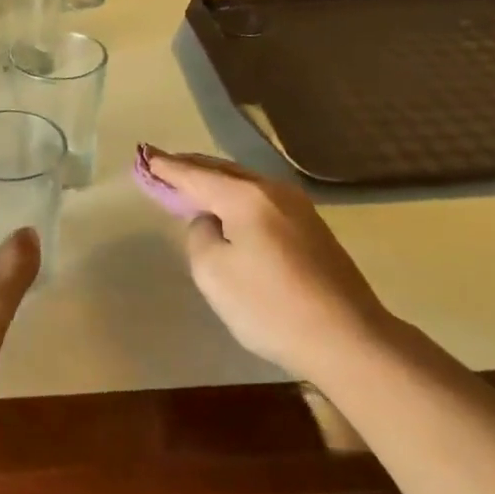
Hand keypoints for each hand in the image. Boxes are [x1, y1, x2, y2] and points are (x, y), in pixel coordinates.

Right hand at [146, 149, 390, 376]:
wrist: (349, 339)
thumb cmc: (271, 306)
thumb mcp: (213, 273)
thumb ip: (200, 236)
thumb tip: (211, 223)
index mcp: (246, 197)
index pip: (195, 175)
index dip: (167, 167)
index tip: (145, 154)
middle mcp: (274, 192)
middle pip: (224, 172)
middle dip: (192, 167)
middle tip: (164, 164)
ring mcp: (299, 209)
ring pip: (246, 184)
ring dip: (216, 182)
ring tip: (192, 182)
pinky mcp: (312, 230)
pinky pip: (262, 201)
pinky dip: (237, 198)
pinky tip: (229, 208)